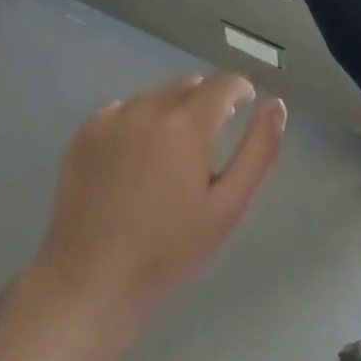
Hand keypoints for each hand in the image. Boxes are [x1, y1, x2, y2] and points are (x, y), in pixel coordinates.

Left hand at [37, 71, 285, 322]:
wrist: (92, 277)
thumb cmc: (170, 248)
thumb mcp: (228, 205)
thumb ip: (259, 150)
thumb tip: (276, 105)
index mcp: (187, 123)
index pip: (222, 83)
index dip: (239, 89)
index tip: (245, 104)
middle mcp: (148, 108)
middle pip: (188, 84)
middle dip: (206, 99)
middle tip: (210, 138)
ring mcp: (112, 118)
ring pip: (154, 96)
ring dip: (172, 109)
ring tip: (172, 151)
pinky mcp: (84, 133)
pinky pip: (123, 110)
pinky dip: (138, 121)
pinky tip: (136, 157)